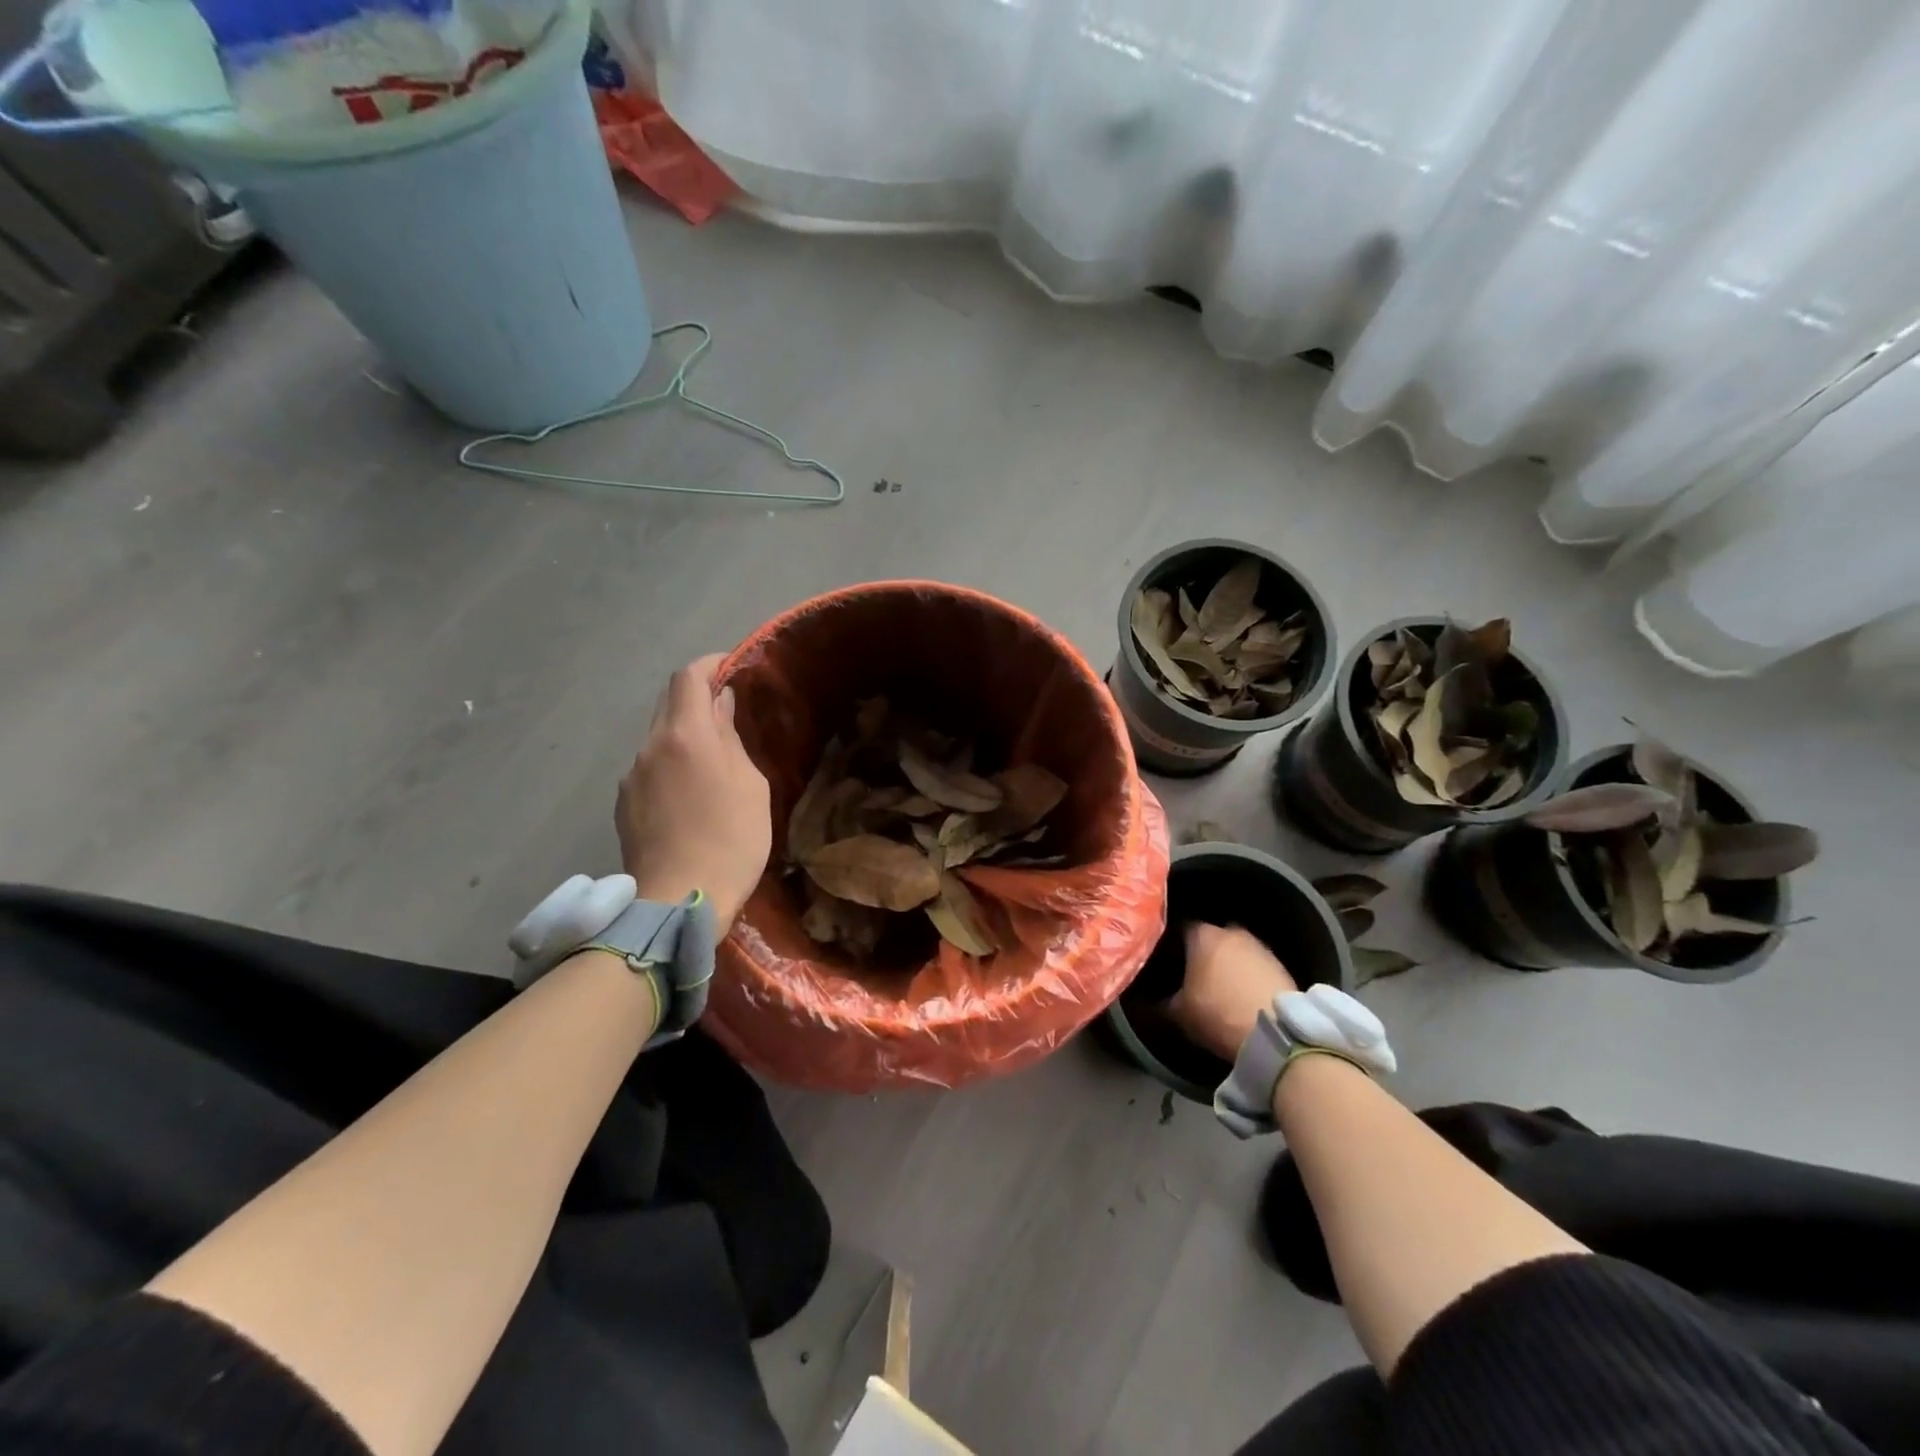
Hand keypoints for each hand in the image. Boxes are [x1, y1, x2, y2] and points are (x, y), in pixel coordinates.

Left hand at [617, 655, 770, 929]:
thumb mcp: (749, 784)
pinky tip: (688, 797)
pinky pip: (649, 768)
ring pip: (658, 737)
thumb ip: (731, 738)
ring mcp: (631, 776)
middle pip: (668, 703)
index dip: (710, 664)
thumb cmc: (731, 839)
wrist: (679, 901)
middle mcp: (649, 746)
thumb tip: (721, 706)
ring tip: (711, 763)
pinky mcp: (623, 805)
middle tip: (727, 713)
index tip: (731, 667)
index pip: (688, 677)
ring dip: (683, 735)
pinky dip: (669, 765)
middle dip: (696, 698)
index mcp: (685, 735)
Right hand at [1168, 923, 1297, 1061]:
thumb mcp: (1179, 1013)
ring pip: (1236, 950)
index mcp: (1202, 935)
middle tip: (1194, 973)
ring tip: (1220, 986)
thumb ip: (1161, 1002)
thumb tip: (1145, 1001)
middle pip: (1211, 937)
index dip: (1173, 944)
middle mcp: (1231, 932)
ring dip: (1229, 963)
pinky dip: (1248, 976)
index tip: (1168, 960)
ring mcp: (1260, 946)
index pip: (1181, 928)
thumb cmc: (1218, 1013)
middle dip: (1203, 951)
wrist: (1276, 1033)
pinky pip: (1256, 965)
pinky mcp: (1282, 965)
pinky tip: (1242, 994)